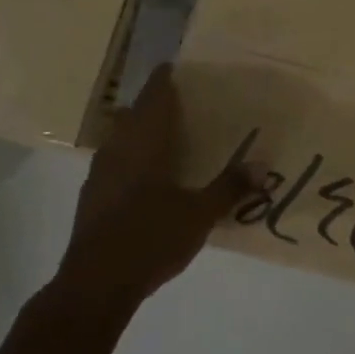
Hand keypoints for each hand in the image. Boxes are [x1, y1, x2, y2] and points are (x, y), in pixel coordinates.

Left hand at [55, 65, 257, 309]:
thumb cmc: (149, 238)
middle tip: (180, 104)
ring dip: (139, 132)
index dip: (163, 80)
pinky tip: (147, 177)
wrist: (95, 285)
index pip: (152, 98)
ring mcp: (99, 175)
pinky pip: (114, 163)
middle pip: (133, 115)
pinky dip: (131, 158)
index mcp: (143, 143)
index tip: (175, 68)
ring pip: (120, 139)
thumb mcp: (199, 214)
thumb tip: (263, 164)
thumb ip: (229, 188)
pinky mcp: (92, 199)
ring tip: (166, 137)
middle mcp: (117, 150)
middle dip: (153, 106)